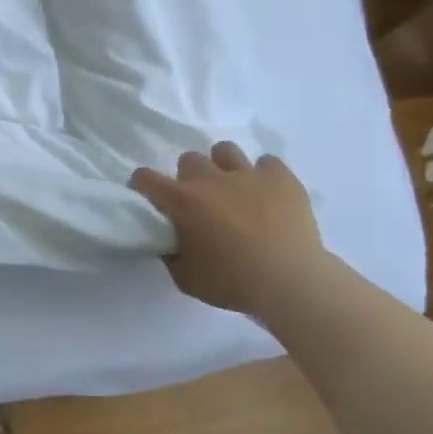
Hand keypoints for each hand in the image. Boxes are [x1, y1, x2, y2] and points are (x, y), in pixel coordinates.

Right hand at [131, 142, 325, 313]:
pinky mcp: (280, 177)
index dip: (143, 185)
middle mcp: (211, 179)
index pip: (146, 178)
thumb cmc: (231, 282)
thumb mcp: (186, 279)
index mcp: (182, 201)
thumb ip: (171, 256)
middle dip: (189, 177)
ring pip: (225, 151)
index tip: (149, 197)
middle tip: (199, 201)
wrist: (289, 281)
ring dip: (223, 167)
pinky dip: (263, 176)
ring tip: (233, 189)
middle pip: (189, 160)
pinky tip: (267, 195)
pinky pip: (267, 163)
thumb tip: (170, 243)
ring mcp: (248, 174)